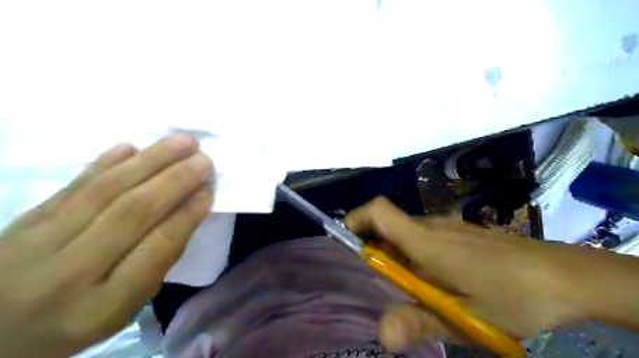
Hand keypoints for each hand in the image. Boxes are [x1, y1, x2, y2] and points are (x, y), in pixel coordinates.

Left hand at [0, 135, 214, 357]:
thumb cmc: (78, 319)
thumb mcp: (126, 307)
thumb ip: (157, 261)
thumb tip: (188, 210)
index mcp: (104, 305)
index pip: (157, 248)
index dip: (187, 214)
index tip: (208, 191)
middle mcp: (69, 273)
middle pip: (132, 212)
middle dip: (175, 180)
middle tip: (203, 159)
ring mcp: (38, 243)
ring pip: (106, 190)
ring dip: (150, 161)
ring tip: (182, 142)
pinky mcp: (23, 221)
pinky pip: (74, 185)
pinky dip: (106, 163)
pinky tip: (131, 146)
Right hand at [344, 200, 587, 349]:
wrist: (564, 276)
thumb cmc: (512, 295)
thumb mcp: (464, 317)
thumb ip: (419, 321)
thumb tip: (381, 336)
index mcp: (424, 241)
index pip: (379, 211)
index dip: (357, 218)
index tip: (349, 243)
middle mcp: (430, 226)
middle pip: (386, 224)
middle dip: (375, 248)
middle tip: (387, 283)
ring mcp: (446, 227)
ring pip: (404, 232)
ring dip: (396, 254)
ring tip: (414, 288)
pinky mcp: (457, 232)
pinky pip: (422, 236)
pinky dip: (414, 253)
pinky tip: (436, 279)